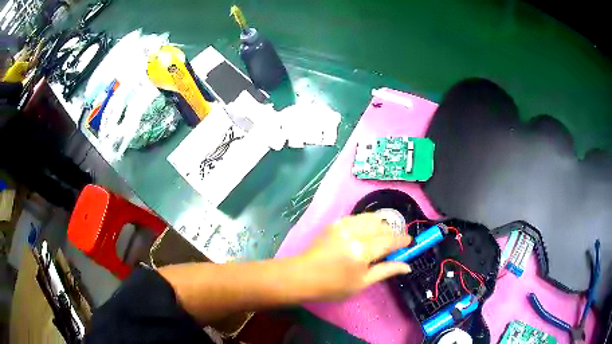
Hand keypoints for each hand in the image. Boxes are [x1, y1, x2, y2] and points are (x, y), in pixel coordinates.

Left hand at [297, 213, 411, 299]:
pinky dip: (366, 223)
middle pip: (382, 225)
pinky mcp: (335, 223)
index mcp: (363, 250)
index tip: (409, 242)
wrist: (303, 276)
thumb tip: (407, 266)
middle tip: (393, 244)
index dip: (403, 240)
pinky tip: (364, 234)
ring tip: (380, 238)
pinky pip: (357, 218)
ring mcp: (343, 225)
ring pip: (370, 217)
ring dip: (380, 225)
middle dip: (392, 232)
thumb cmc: (333, 285)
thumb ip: (386, 270)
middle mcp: (355, 233)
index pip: (390, 239)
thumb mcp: (362, 283)